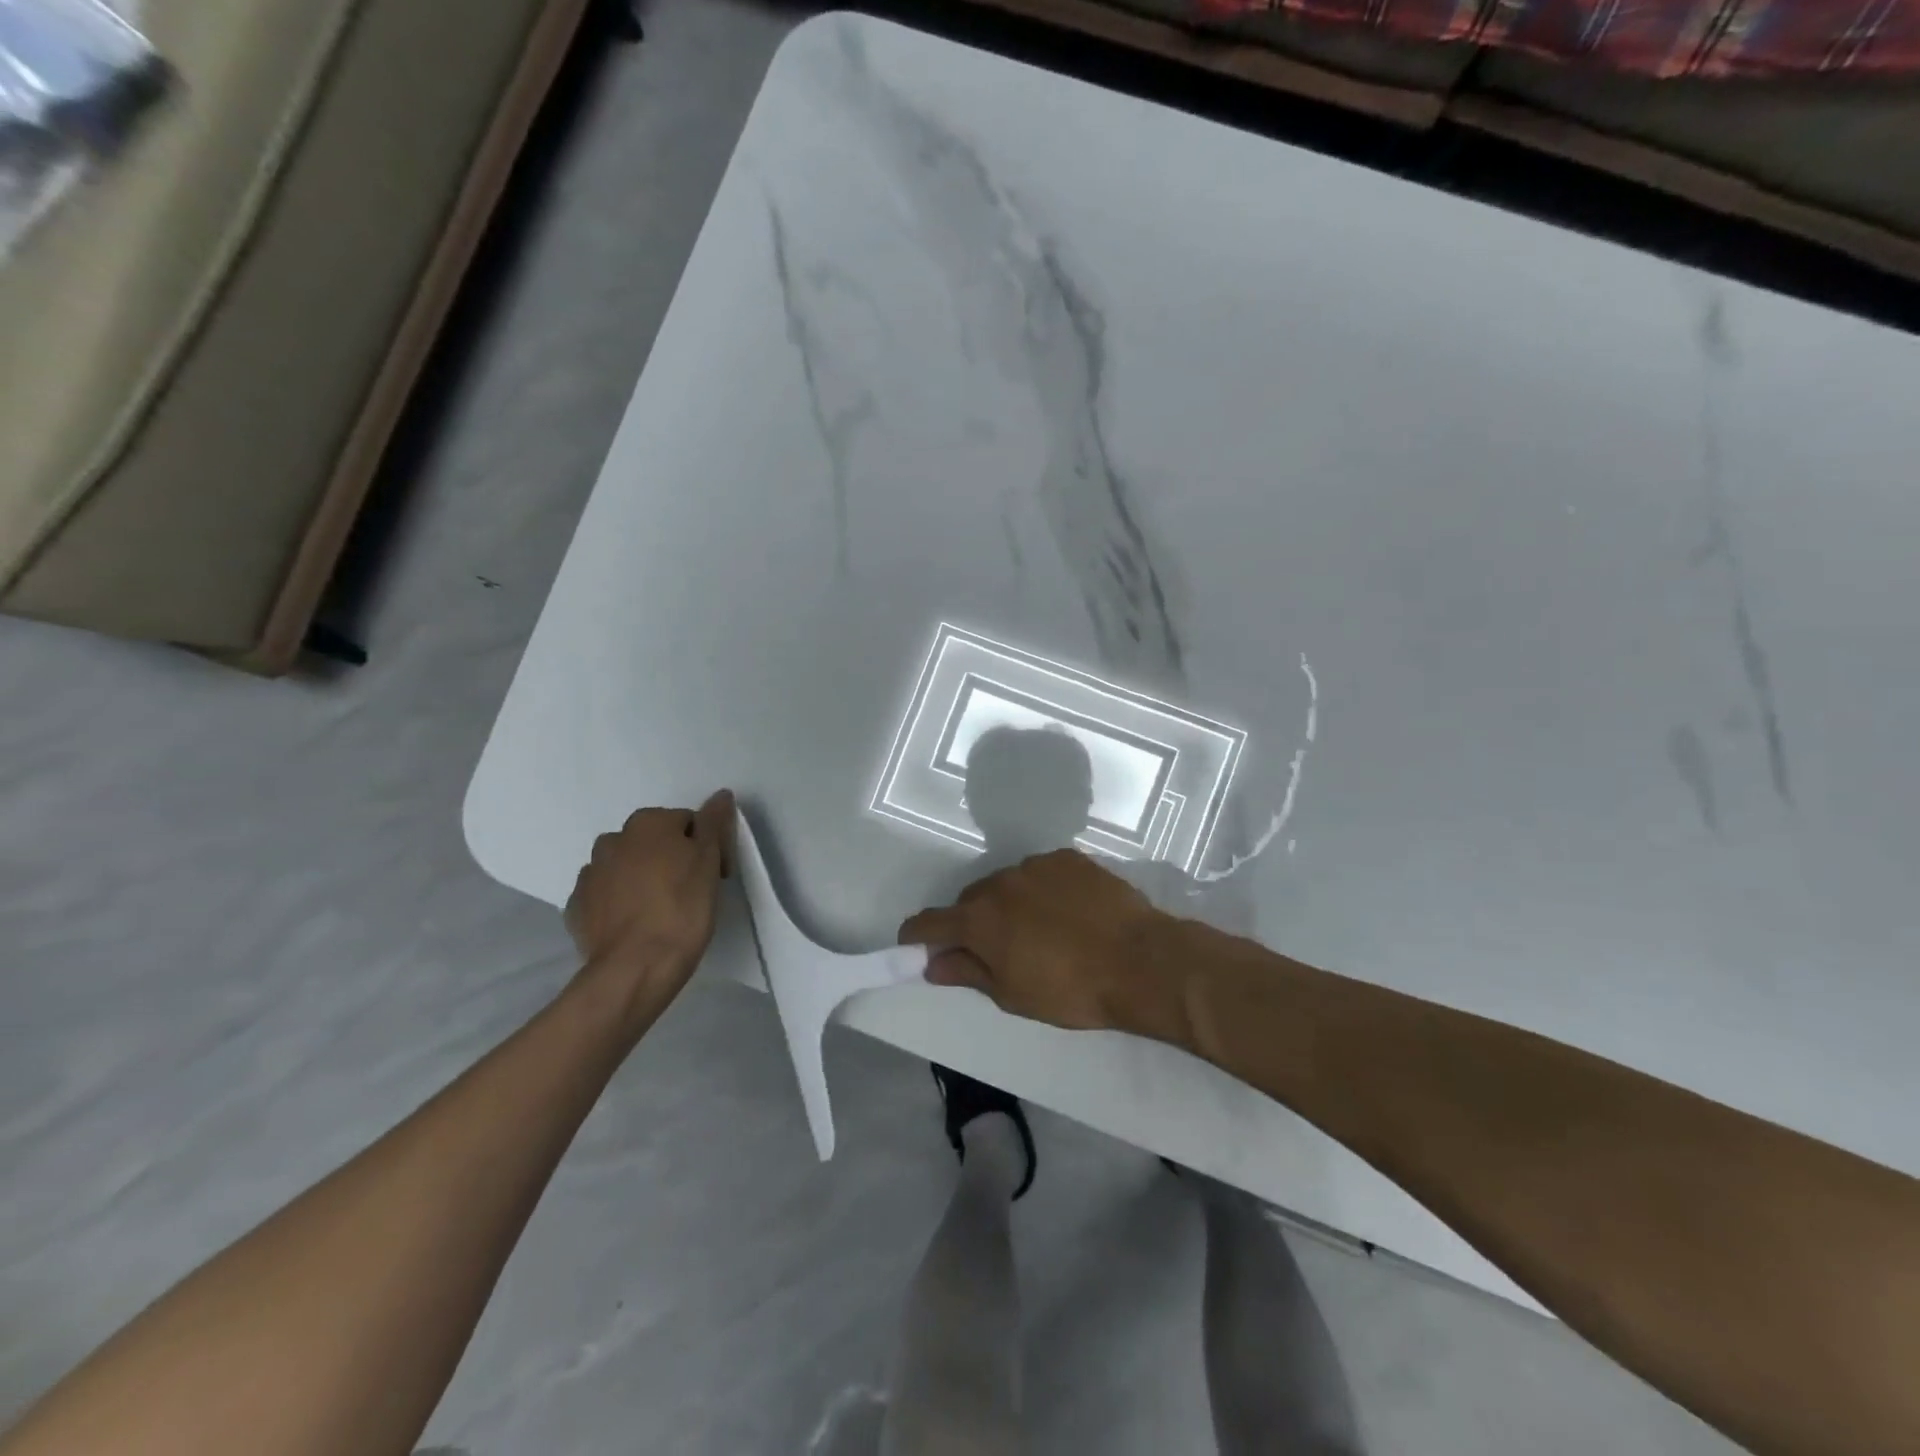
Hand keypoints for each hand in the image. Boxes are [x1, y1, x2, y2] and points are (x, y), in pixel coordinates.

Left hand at [565, 791, 734, 1025]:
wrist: (635, 967)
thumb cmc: (682, 908)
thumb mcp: (709, 861)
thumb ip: (713, 823)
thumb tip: (720, 794)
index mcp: (647, 823)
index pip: (686, 823)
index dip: (705, 846)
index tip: (715, 874)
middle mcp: (613, 840)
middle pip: (652, 842)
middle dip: (669, 858)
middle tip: (690, 891)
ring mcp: (589, 874)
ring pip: (625, 867)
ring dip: (641, 878)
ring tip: (660, 909)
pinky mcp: (576, 907)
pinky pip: (605, 896)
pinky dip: (619, 903)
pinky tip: (635, 924)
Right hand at [898, 849, 1185, 1038]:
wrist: (1140, 961)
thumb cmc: (1071, 989)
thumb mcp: (1012, 994)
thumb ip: (968, 973)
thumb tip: (933, 964)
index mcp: (979, 919)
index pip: (928, 922)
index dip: (916, 937)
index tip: (916, 948)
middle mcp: (1000, 882)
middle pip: (969, 901)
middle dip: (971, 924)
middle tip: (995, 951)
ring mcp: (1036, 865)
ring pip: (1006, 884)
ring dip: (1009, 904)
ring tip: (1039, 931)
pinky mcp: (1068, 858)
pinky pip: (1041, 873)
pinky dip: (1042, 891)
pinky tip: (1068, 912)